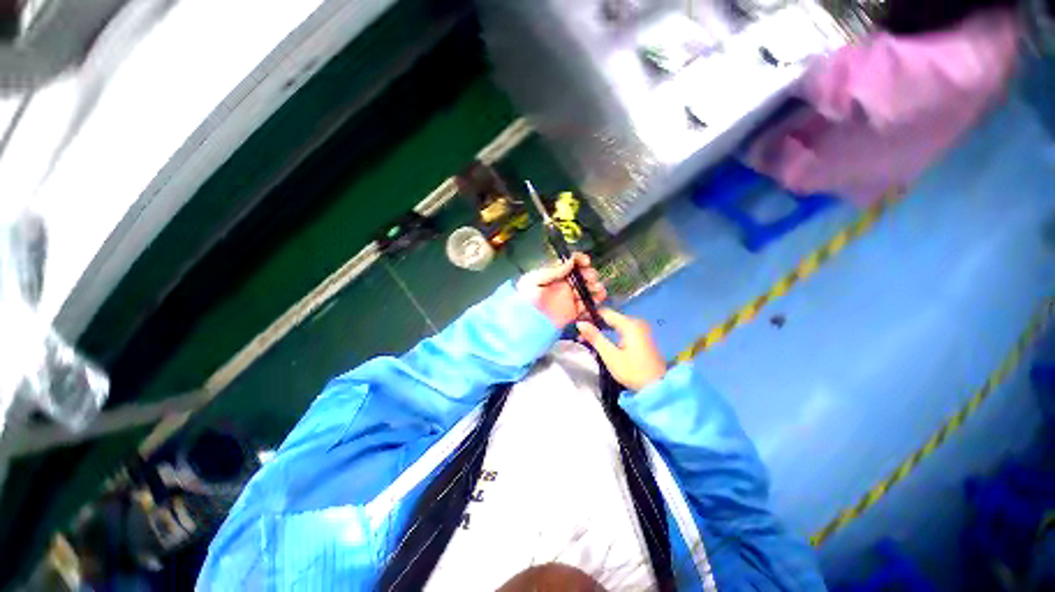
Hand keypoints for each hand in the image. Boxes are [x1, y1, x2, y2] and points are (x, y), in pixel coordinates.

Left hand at [518, 253, 606, 328]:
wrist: (525, 321)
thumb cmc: (525, 298)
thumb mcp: (535, 280)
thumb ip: (553, 271)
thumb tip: (570, 261)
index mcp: (554, 274)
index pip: (570, 263)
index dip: (579, 260)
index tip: (586, 262)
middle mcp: (563, 284)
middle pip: (581, 275)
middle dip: (589, 274)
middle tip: (590, 278)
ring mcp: (569, 297)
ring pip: (587, 289)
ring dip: (595, 286)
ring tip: (596, 288)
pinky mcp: (573, 311)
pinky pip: (587, 305)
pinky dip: (595, 301)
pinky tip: (598, 298)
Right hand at [577, 308, 665, 390]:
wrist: (657, 388)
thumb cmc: (633, 371)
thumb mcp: (610, 355)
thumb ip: (595, 337)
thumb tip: (580, 323)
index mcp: (630, 324)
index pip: (605, 312)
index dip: (589, 315)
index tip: (577, 323)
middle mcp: (636, 322)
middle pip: (610, 318)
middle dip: (594, 324)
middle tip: (580, 334)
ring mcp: (641, 330)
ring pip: (615, 325)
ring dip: (601, 330)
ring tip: (587, 339)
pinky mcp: (642, 338)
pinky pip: (621, 330)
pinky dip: (610, 334)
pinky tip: (601, 342)